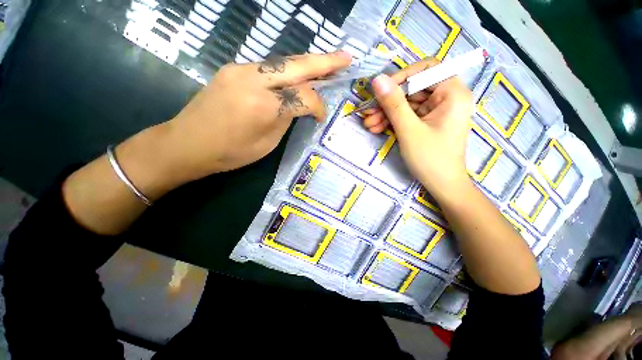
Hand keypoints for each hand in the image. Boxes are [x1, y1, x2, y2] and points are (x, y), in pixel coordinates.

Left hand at [165, 51, 351, 182]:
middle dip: (325, 62)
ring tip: (326, 66)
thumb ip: (286, 119)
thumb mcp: (267, 143)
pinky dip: (287, 72)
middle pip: (297, 66)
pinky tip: (296, 76)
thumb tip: (298, 105)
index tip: (322, 117)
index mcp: (263, 106)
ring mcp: (240, 70)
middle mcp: (252, 79)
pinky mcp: (233, 69)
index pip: (304, 97)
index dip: (319, 106)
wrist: (187, 143)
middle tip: (345, 59)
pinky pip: (269, 68)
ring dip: (307, 65)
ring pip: (283, 62)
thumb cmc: (230, 153)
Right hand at [362, 58, 473, 199]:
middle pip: (412, 89)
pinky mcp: (426, 123)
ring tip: (368, 125)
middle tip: (368, 112)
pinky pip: (406, 116)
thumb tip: (378, 79)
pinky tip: (376, 128)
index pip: (427, 69)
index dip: (402, 76)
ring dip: (385, 114)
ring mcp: (435, 111)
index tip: (382, 90)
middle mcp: (446, 98)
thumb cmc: (430, 158)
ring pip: (406, 104)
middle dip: (388, 101)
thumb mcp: (409, 130)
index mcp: (452, 93)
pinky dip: (391, 121)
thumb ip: (393, 103)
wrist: (441, 185)